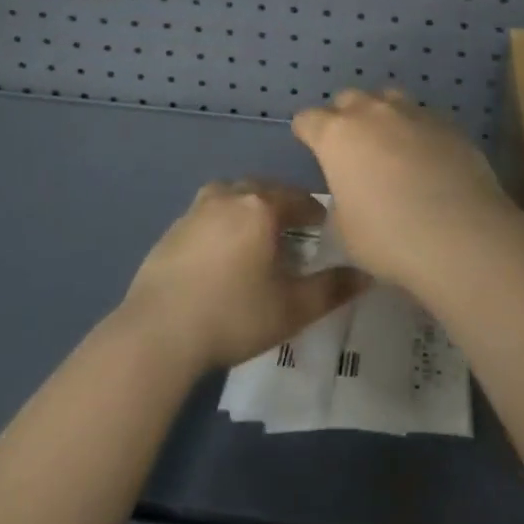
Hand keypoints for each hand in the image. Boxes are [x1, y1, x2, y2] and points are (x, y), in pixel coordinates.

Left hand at [119, 180, 368, 372]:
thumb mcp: (292, 308)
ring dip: (249, 208)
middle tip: (294, 230)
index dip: (314, 212)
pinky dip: (222, 222)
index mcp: (260, 207)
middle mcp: (228, 197)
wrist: (158, 333)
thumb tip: (366, 274)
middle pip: (264, 190)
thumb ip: (332, 289)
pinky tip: (222, 252)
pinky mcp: (172, 230)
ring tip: (257, 236)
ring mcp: (195, 211)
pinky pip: (208, 214)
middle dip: (282, 205)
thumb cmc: (233, 316)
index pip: (297, 198)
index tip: (324, 228)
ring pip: (232, 196)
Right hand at [291, 88, 514, 288]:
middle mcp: (372, 113)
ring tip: (390, 145)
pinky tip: (426, 158)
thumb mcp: (345, 231)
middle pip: (348, 99)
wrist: (461, 235)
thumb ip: (340, 203)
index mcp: (337, 135)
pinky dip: (416, 132)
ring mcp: (413, 113)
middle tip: (352, 149)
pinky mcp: (448, 124)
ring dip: (382, 116)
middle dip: (345, 118)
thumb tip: (350, 195)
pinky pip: (422, 118)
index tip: (310, 146)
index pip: (308, 119)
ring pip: (388, 99)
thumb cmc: (389, 237)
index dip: (306, 132)